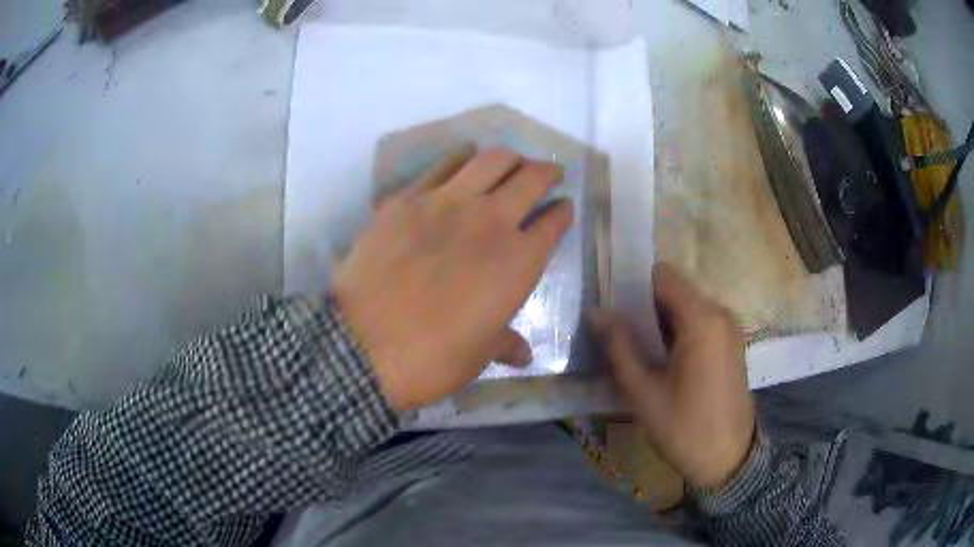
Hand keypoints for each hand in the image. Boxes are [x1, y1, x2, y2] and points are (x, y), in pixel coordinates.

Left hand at [331, 147, 573, 412]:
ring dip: (509, 158)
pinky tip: (463, 160)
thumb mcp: (477, 356)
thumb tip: (524, 354)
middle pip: (531, 179)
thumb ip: (505, 344)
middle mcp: (490, 222)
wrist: (362, 344)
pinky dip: (461, 158)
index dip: (562, 212)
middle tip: (549, 172)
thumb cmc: (431, 359)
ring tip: (511, 161)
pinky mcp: (408, 199)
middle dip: (546, 172)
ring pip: (491, 160)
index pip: (553, 223)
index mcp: (518, 263)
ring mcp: (447, 203)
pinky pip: (443, 165)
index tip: (564, 207)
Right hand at [588, 263, 754, 490]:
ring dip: (660, 319)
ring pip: (687, 305)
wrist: (729, 459)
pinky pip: (700, 321)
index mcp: (701, 319)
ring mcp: (729, 327)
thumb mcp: (643, 392)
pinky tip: (662, 359)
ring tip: (636, 348)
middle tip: (618, 332)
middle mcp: (720, 313)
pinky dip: (678, 330)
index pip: (662, 276)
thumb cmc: (684, 428)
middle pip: (675, 289)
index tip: (610, 306)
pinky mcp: (732, 343)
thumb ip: (619, 346)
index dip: (633, 284)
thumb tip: (595, 312)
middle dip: (644, 304)